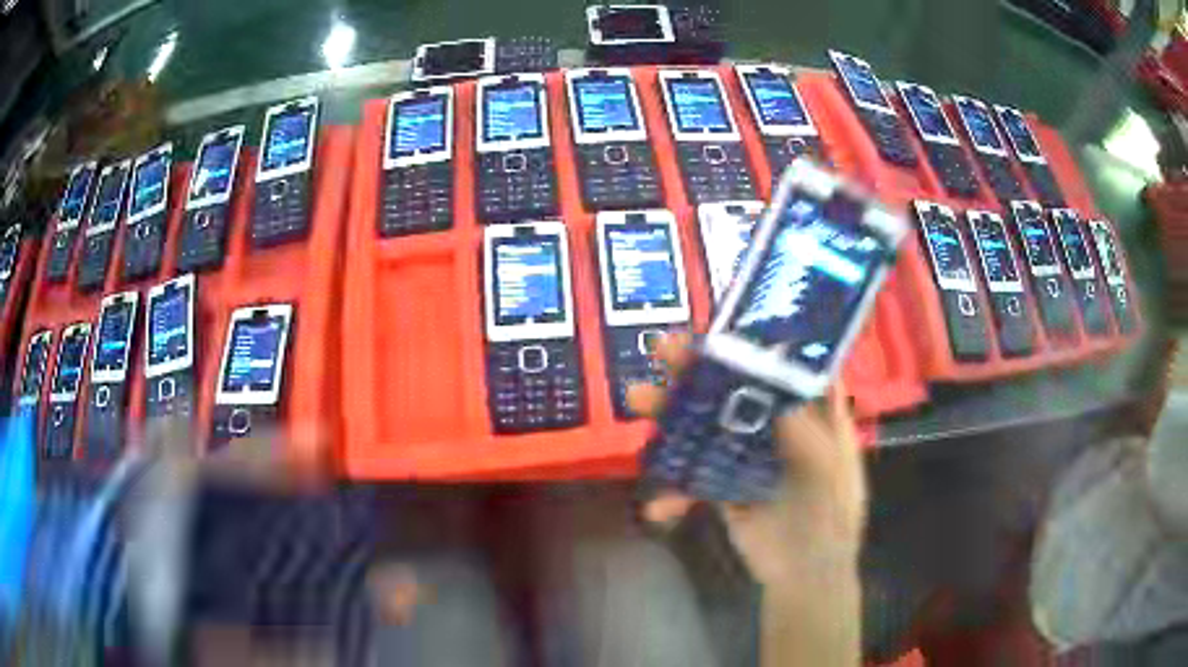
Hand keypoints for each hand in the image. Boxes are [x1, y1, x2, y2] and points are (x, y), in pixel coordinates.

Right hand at [627, 333, 866, 586]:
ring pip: (706, 425)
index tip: (719, 325)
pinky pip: (693, 476)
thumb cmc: (832, 517)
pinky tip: (659, 508)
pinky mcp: (723, 486)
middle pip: (734, 388)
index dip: (753, 342)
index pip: (781, 366)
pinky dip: (674, 490)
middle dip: (697, 367)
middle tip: (662, 348)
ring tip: (639, 401)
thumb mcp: (830, 471)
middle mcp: (775, 426)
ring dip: (671, 414)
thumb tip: (776, 386)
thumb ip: (808, 432)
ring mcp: (746, 455)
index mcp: (808, 413)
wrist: (804, 574)